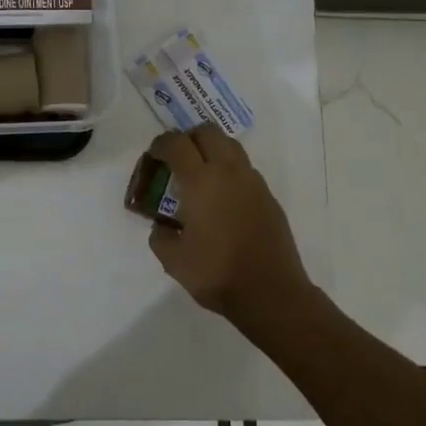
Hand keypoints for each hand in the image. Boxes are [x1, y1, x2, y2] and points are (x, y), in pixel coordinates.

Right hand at [145, 124, 314, 333]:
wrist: (271, 293)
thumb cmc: (217, 273)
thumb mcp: (173, 260)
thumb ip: (160, 236)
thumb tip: (163, 226)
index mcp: (200, 181)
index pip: (177, 143)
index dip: (161, 144)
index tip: (153, 156)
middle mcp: (228, 172)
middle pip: (207, 132)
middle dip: (188, 138)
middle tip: (177, 159)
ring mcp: (252, 182)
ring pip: (231, 146)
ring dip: (212, 150)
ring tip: (201, 175)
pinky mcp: (268, 197)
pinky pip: (245, 169)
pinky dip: (230, 171)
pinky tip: (223, 199)